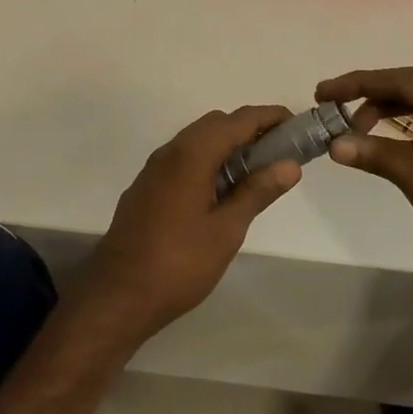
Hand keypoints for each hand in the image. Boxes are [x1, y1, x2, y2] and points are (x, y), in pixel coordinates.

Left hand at [77, 106, 302, 343]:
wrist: (116, 296)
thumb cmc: (178, 264)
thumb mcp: (226, 230)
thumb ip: (258, 192)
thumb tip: (290, 165)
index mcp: (192, 154)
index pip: (239, 119)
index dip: (270, 117)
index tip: (297, 125)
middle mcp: (171, 151)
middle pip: (217, 123)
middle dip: (250, 129)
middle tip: (280, 153)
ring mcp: (154, 169)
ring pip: (197, 140)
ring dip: (228, 145)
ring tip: (256, 174)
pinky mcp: (146, 187)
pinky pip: (183, 158)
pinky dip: (208, 160)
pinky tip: (220, 192)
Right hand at [315, 68, 412, 298]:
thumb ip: (379, 156)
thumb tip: (334, 143)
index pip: (405, 81)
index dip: (360, 83)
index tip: (324, 92)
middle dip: (371, 97)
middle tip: (332, 110)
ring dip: (387, 114)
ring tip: (352, 130)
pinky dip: (406, 132)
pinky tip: (384, 142)